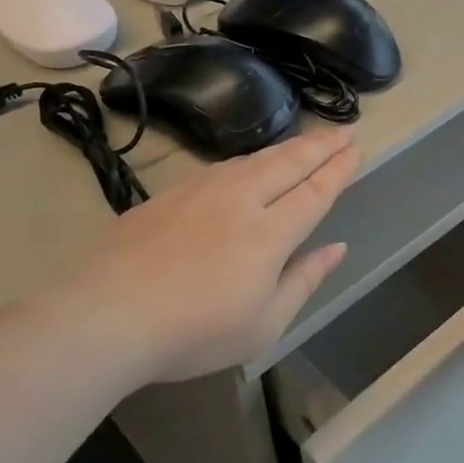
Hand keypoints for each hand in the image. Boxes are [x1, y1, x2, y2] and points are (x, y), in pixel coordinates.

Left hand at [63, 127, 360, 385]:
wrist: (107, 314)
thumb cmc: (194, 333)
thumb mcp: (264, 325)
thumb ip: (304, 281)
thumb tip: (336, 248)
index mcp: (270, 234)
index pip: (314, 192)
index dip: (338, 170)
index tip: (356, 149)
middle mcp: (239, 201)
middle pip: (288, 163)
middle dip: (320, 145)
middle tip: (344, 129)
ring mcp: (200, 193)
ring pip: (253, 159)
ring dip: (286, 147)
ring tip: (305, 141)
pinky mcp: (169, 196)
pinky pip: (222, 167)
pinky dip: (248, 159)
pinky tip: (247, 164)